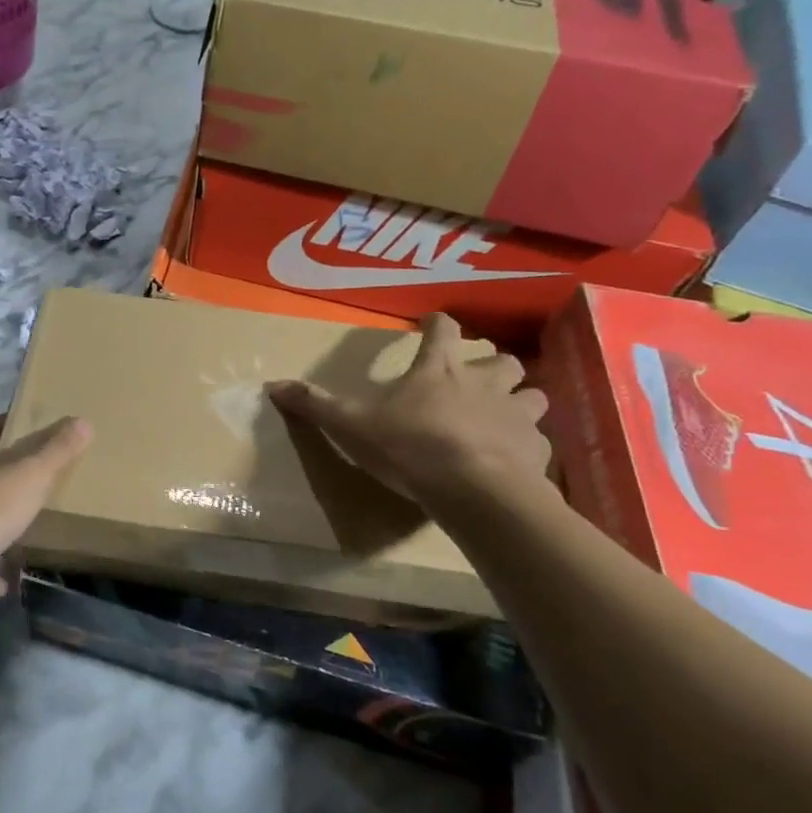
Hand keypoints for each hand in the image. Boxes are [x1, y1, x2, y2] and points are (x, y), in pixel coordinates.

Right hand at [265, 313, 549, 513]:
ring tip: (506, 415)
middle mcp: (484, 383)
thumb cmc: (411, 447)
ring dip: (522, 400)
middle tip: (479, 378)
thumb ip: (316, 405)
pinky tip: (515, 459)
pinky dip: (528, 445)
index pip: (443, 330)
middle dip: (494, 364)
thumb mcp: (352, 426)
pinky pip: (539, 441)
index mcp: (439, 371)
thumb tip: (272, 385)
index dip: (437, 323)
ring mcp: (516, 415)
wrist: (475, 491)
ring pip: (534, 395)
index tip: (432, 321)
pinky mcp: (536, 450)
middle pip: (503, 360)